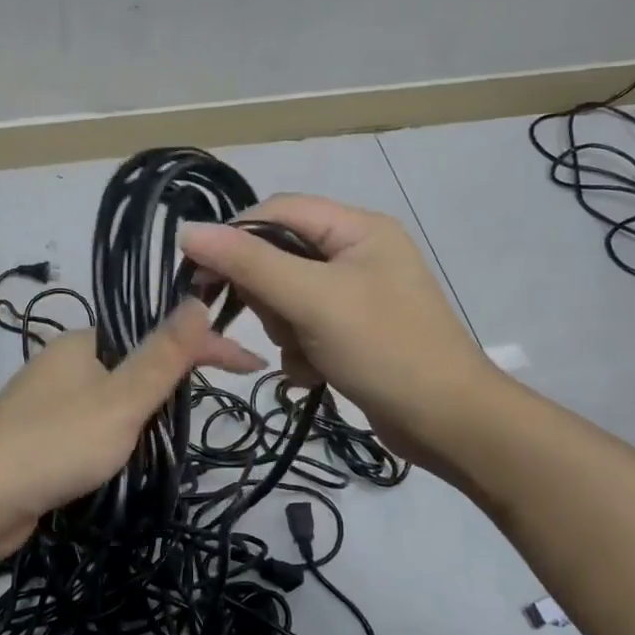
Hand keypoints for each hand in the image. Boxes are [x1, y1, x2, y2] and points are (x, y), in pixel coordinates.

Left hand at [0, 300, 262, 562]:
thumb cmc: (53, 445)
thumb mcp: (120, 400)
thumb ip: (162, 356)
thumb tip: (197, 298)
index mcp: (86, 344)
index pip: (159, 333)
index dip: (207, 346)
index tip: (251, 367)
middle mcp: (67, 366)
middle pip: (137, 366)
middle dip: (174, 384)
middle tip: (212, 408)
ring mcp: (50, 406)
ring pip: (115, 403)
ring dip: (147, 417)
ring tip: (178, 439)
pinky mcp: (42, 444)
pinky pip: (94, 432)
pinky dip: (120, 442)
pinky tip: (133, 462)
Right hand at [180, 195, 491, 472]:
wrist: (447, 423)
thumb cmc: (383, 348)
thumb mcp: (312, 300)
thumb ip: (249, 264)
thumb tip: (188, 231)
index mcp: (357, 228)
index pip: (277, 210)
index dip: (235, 237)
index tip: (201, 276)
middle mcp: (357, 253)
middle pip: (279, 256)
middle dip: (268, 297)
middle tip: (279, 325)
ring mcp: (356, 295)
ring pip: (286, 298)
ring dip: (284, 330)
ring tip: (307, 354)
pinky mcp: (353, 332)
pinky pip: (303, 328)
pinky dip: (300, 351)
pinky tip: (315, 374)